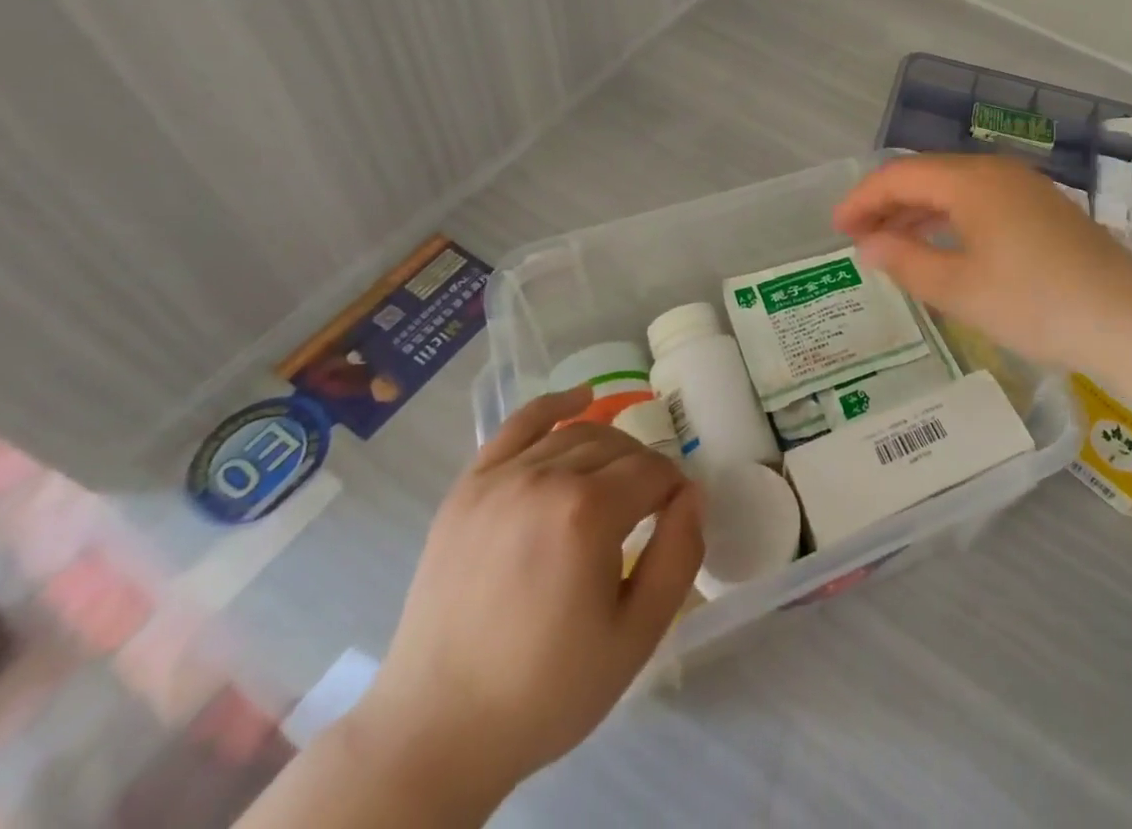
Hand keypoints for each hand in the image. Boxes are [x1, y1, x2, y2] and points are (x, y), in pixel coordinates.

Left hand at [350, 386, 702, 809]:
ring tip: (617, 481)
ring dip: (609, 448)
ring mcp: (501, 477)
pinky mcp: (468, 487)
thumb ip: (679, 556)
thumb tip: (693, 495)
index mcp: (588, 512)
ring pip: (576, 434)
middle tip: (648, 511)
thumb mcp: (636, 637)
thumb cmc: (546, 689)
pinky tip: (580, 400)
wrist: (437, 730)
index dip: (674, 492)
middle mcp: (545, 477)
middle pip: (618, 448)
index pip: (654, 471)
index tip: (675, 519)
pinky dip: (554, 404)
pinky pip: (519, 425)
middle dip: (645, 471)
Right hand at [835, 153, 1131, 375]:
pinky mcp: (1043, 209)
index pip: (900, 175)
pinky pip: (981, 202)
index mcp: (971, 180)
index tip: (836, 228)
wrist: (1129, 318)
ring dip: (918, 212)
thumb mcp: (959, 288)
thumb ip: (906, 261)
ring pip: (955, 189)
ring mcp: (1025, 188)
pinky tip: (944, 246)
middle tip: (857, 237)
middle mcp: (996, 172)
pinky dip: (950, 219)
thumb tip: (869, 245)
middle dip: (887, 204)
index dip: (862, 198)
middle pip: (927, 176)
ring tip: (891, 244)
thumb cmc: (1034, 302)